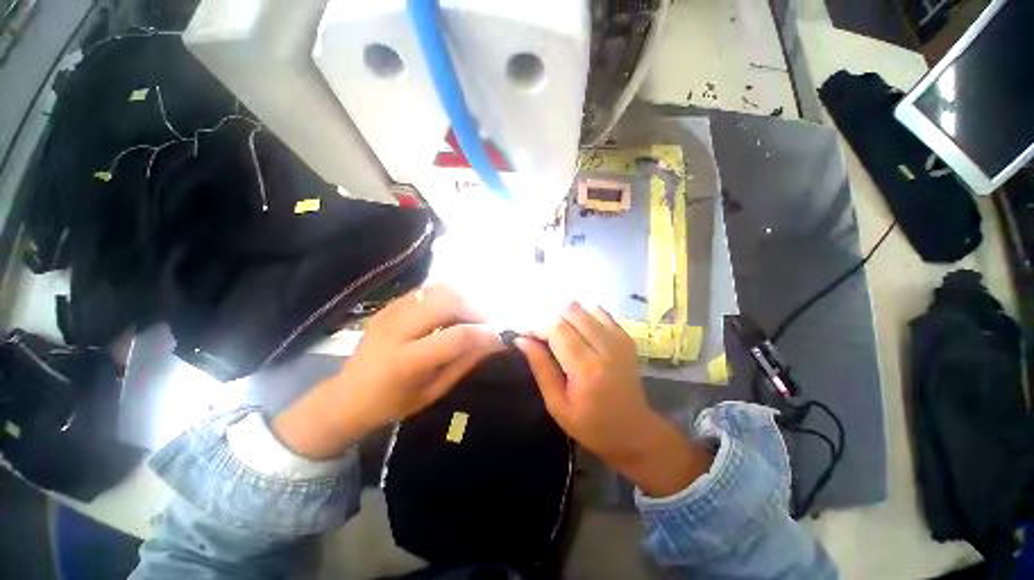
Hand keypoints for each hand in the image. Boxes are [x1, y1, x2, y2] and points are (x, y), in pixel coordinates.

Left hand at [274, 285, 501, 458]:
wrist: (346, 396)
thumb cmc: (392, 403)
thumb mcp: (433, 392)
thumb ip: (464, 363)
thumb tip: (493, 343)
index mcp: (407, 361)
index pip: (457, 336)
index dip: (484, 334)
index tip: (499, 337)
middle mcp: (397, 329)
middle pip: (448, 301)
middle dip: (475, 310)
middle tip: (484, 325)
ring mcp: (390, 312)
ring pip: (438, 290)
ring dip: (462, 300)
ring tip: (469, 317)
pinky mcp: (388, 305)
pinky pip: (426, 291)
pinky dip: (446, 298)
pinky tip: (450, 314)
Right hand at [515, 303, 712, 496]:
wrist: (634, 430)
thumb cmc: (591, 425)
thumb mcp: (557, 404)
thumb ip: (540, 367)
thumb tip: (521, 339)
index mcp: (586, 368)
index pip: (556, 329)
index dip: (537, 327)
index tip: (526, 337)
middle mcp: (605, 347)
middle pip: (570, 311)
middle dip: (550, 320)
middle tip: (543, 338)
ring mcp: (619, 339)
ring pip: (584, 307)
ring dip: (566, 317)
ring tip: (561, 336)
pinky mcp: (626, 337)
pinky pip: (600, 311)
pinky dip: (584, 316)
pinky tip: (579, 332)